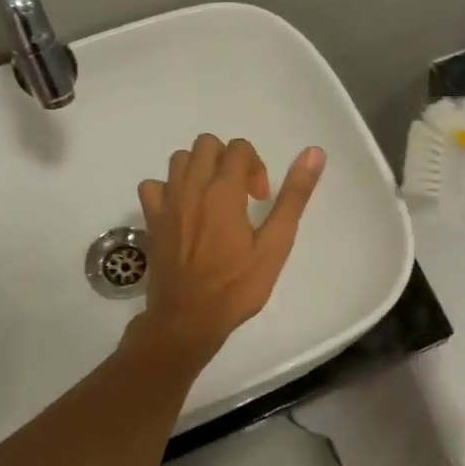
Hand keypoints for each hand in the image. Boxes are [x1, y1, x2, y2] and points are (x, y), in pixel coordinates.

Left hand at [132, 136, 323, 363]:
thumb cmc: (236, 286)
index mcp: (223, 191)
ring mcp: (166, 202)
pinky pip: (153, 185)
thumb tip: (313, 153)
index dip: (256, 166)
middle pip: (206, 145)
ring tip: (213, 199)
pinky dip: (169, 189)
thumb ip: (293, 196)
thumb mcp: (275, 245)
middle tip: (240, 194)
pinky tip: (183, 210)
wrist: (187, 320)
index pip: (239, 148)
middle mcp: (191, 187)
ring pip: (179, 160)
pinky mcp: (151, 219)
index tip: (260, 199)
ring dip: (199, 169)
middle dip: (228, 160)